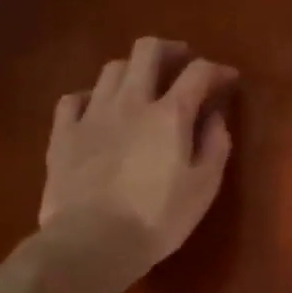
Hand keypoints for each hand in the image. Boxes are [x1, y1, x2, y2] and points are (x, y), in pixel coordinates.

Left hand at [39, 37, 237, 274]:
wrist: (91, 242)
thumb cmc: (158, 218)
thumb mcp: (204, 186)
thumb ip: (215, 145)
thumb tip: (215, 116)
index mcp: (170, 114)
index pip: (198, 73)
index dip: (217, 70)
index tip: (228, 79)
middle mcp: (130, 102)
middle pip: (148, 51)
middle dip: (170, 50)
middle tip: (183, 62)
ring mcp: (91, 114)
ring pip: (112, 69)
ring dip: (133, 70)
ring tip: (143, 86)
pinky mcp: (63, 134)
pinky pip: (74, 98)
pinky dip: (91, 96)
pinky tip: (98, 109)